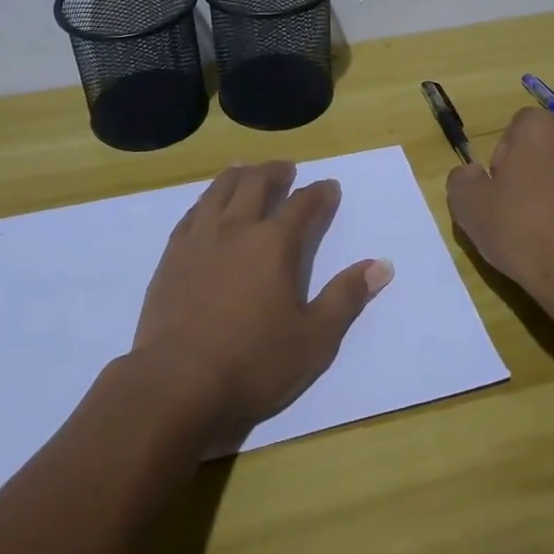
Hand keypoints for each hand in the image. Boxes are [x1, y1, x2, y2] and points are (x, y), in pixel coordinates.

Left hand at [131, 161, 392, 453]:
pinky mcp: (172, 255)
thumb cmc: (253, 364)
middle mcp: (236, 228)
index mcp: (273, 244)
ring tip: (247, 170)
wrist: (177, 384)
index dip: (319, 194)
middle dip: (276, 172)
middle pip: (256, 184)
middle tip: (287, 169)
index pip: (303, 205)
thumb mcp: (314, 339)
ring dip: (239, 175)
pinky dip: (207, 198)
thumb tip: (381, 265)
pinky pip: (193, 212)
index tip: (330, 187)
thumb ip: (346, 297)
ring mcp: (199, 238)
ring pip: (220, 190)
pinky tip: (208, 204)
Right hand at [446, 108, 553, 314]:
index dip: (505, 159)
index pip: (517, 128)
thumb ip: (463, 178)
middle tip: (523, 208)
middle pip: (550, 146)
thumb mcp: (467, 204)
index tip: (502, 190)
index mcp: (541, 128)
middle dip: (537, 168)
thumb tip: (475, 174)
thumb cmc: (520, 232)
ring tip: (553, 227)